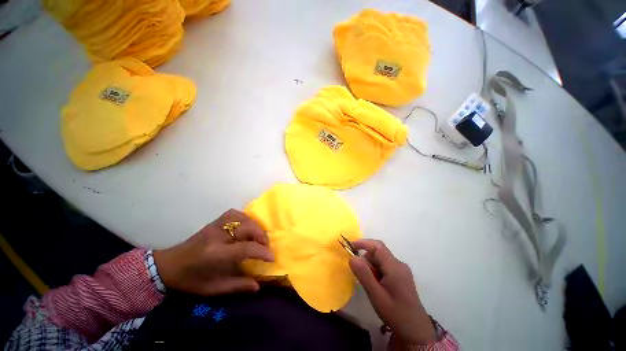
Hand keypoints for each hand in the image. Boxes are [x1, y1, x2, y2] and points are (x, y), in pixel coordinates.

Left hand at [154, 209, 273, 295]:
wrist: (168, 266)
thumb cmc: (190, 280)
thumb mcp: (213, 289)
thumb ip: (237, 286)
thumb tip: (258, 286)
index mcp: (216, 254)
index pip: (246, 248)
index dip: (262, 251)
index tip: (272, 257)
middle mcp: (217, 236)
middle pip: (247, 227)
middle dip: (261, 236)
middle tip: (266, 247)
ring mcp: (216, 226)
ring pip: (243, 218)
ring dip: (255, 226)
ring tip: (258, 237)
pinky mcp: (214, 222)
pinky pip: (235, 214)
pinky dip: (245, 218)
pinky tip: (246, 226)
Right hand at [349, 239, 435, 345]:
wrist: (415, 331)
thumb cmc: (395, 313)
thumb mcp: (376, 295)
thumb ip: (364, 275)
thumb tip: (352, 257)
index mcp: (394, 267)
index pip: (377, 246)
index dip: (363, 243)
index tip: (350, 246)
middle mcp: (399, 264)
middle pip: (379, 252)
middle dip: (366, 257)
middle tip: (359, 271)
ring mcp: (401, 270)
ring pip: (381, 259)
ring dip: (371, 265)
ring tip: (370, 283)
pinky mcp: (401, 276)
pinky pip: (385, 266)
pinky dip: (376, 270)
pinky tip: (376, 284)